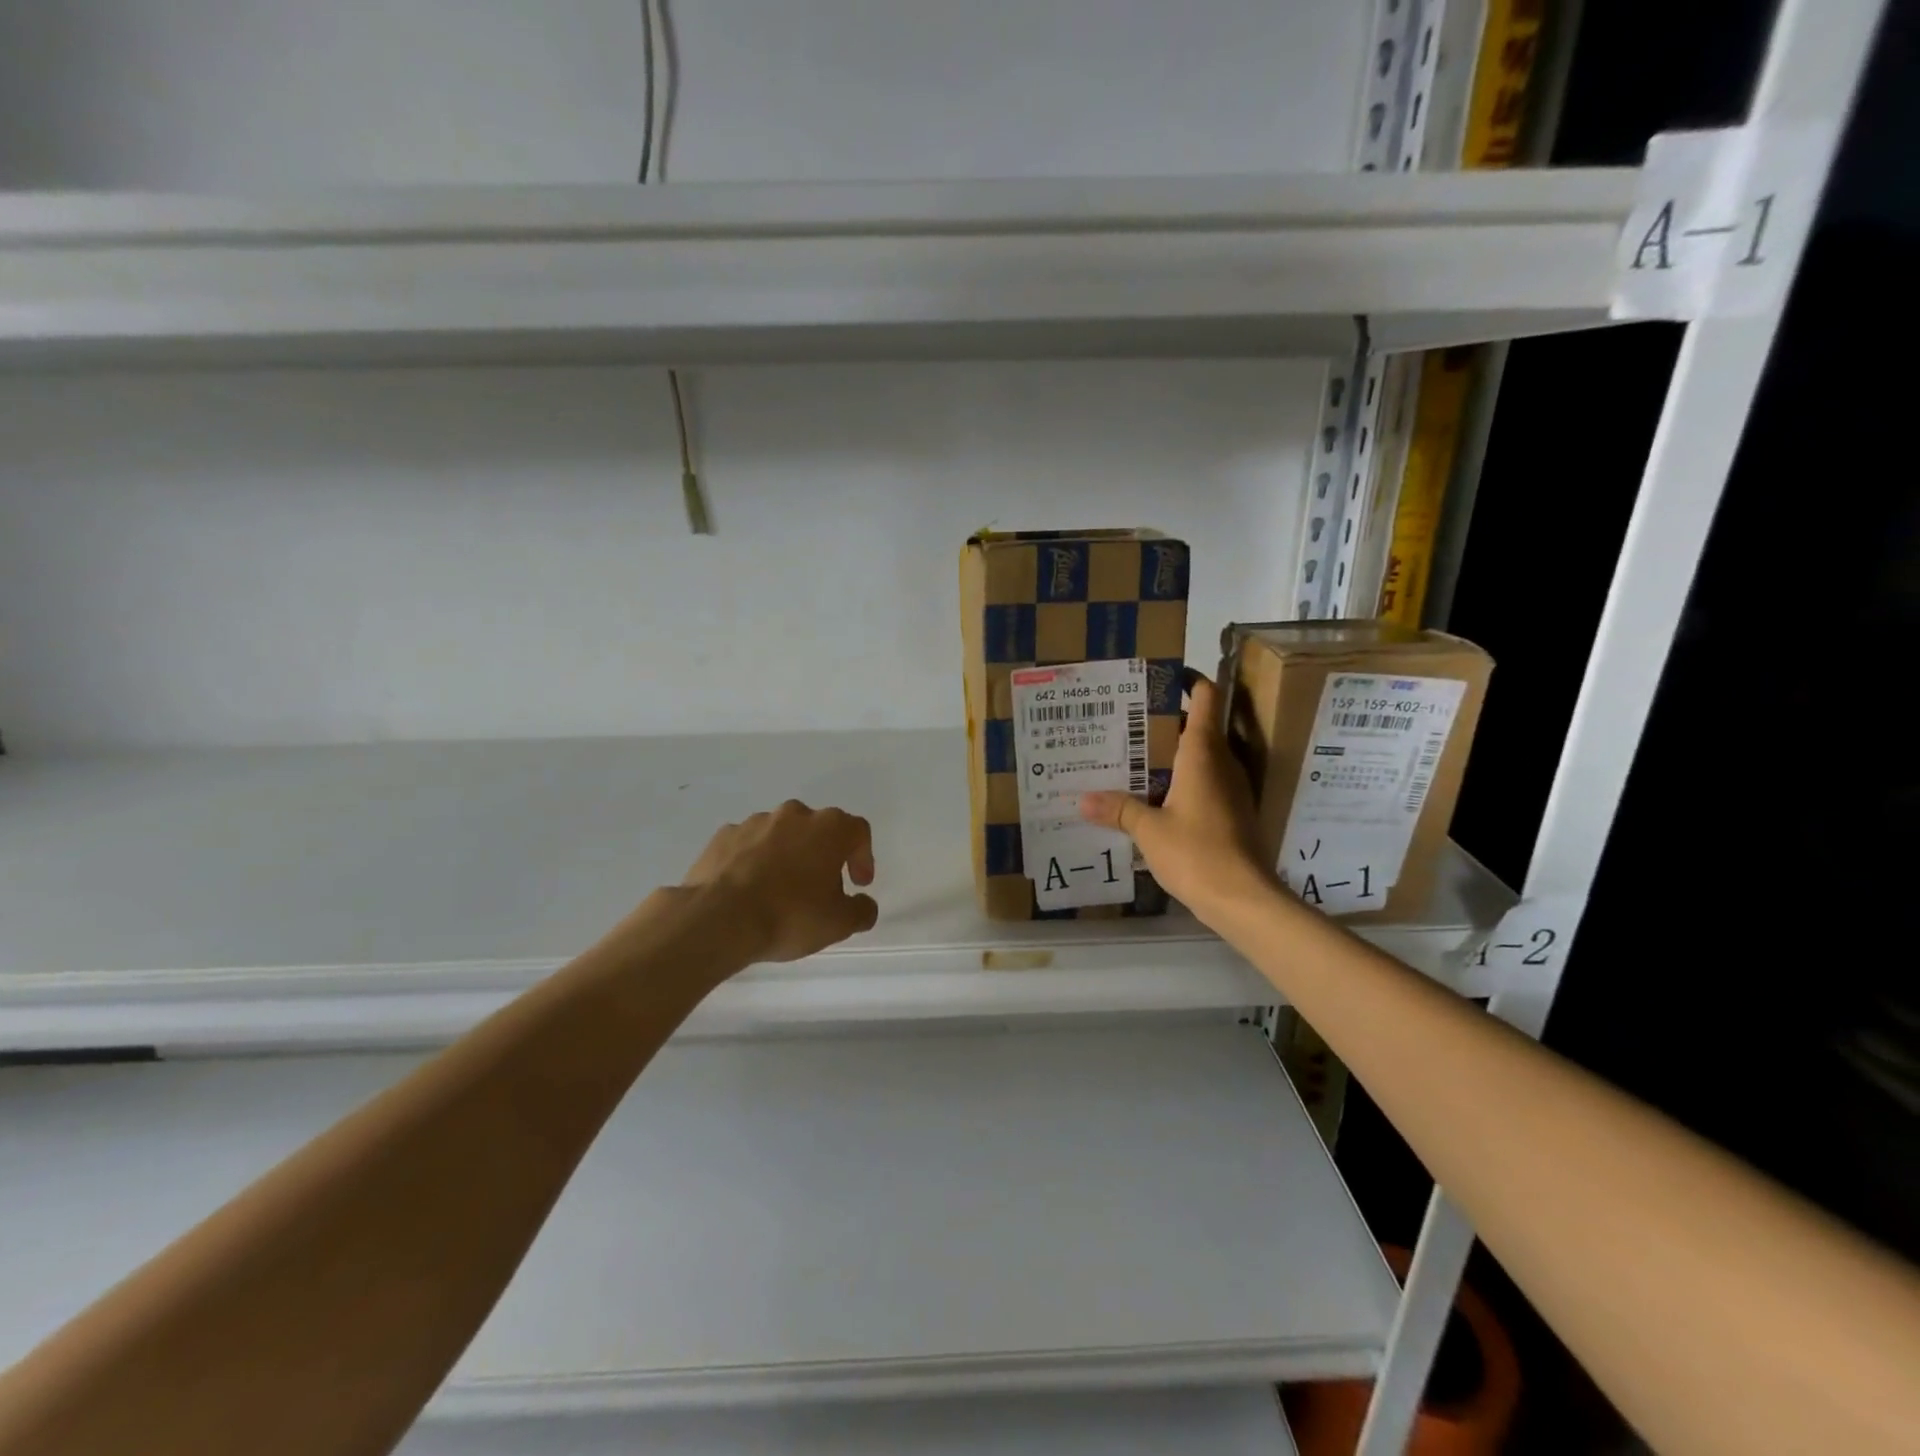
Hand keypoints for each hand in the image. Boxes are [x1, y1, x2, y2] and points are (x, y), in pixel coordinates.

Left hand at [679, 800, 879, 962]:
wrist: (718, 919)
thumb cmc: (789, 916)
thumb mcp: (839, 923)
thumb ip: (861, 911)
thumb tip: (864, 904)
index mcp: (829, 828)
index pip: (858, 831)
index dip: (863, 857)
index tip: (858, 884)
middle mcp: (794, 815)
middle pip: (818, 829)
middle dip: (823, 855)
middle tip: (821, 888)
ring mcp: (755, 822)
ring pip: (781, 835)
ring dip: (787, 856)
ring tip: (781, 891)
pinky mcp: (723, 836)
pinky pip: (749, 845)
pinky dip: (754, 861)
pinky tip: (750, 890)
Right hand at [1080, 673, 1272, 921]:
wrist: (1243, 898)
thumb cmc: (1196, 852)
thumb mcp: (1149, 830)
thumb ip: (1118, 810)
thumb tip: (1083, 800)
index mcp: (1203, 753)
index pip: (1206, 698)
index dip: (1190, 680)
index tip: (1161, 677)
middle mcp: (1222, 762)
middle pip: (1199, 726)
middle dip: (1166, 720)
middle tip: (1127, 722)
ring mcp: (1232, 788)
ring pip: (1202, 756)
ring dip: (1173, 753)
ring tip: (1133, 757)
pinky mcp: (1233, 812)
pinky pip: (1206, 783)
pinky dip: (1182, 781)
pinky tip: (1154, 797)